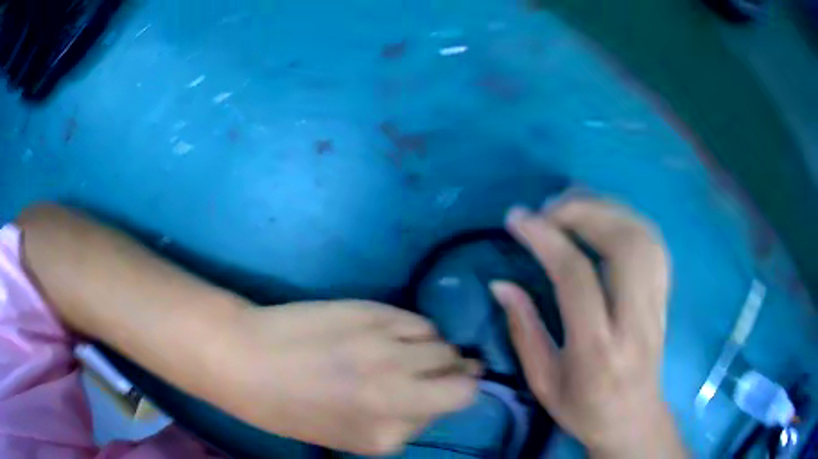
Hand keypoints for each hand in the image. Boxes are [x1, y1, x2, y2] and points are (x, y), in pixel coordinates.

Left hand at [223, 301, 478, 454]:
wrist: (246, 359)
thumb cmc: (290, 408)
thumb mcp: (351, 437)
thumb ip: (403, 423)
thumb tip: (433, 396)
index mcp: (388, 433)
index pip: (456, 406)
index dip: (449, 398)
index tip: (438, 391)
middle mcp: (398, 392)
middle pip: (464, 377)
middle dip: (459, 374)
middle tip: (440, 370)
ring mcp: (388, 350)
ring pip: (444, 345)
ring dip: (435, 351)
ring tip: (409, 352)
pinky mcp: (374, 314)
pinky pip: (419, 322)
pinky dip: (415, 330)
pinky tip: (392, 333)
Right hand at [490, 198, 685, 457]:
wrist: (633, 419)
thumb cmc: (583, 408)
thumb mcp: (542, 381)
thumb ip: (523, 329)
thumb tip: (501, 283)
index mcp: (597, 349)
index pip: (577, 277)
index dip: (546, 239)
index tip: (517, 219)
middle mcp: (635, 320)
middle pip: (622, 244)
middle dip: (583, 212)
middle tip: (548, 208)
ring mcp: (657, 305)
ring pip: (643, 237)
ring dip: (606, 209)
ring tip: (573, 206)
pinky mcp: (665, 297)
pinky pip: (654, 244)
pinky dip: (628, 219)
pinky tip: (606, 219)